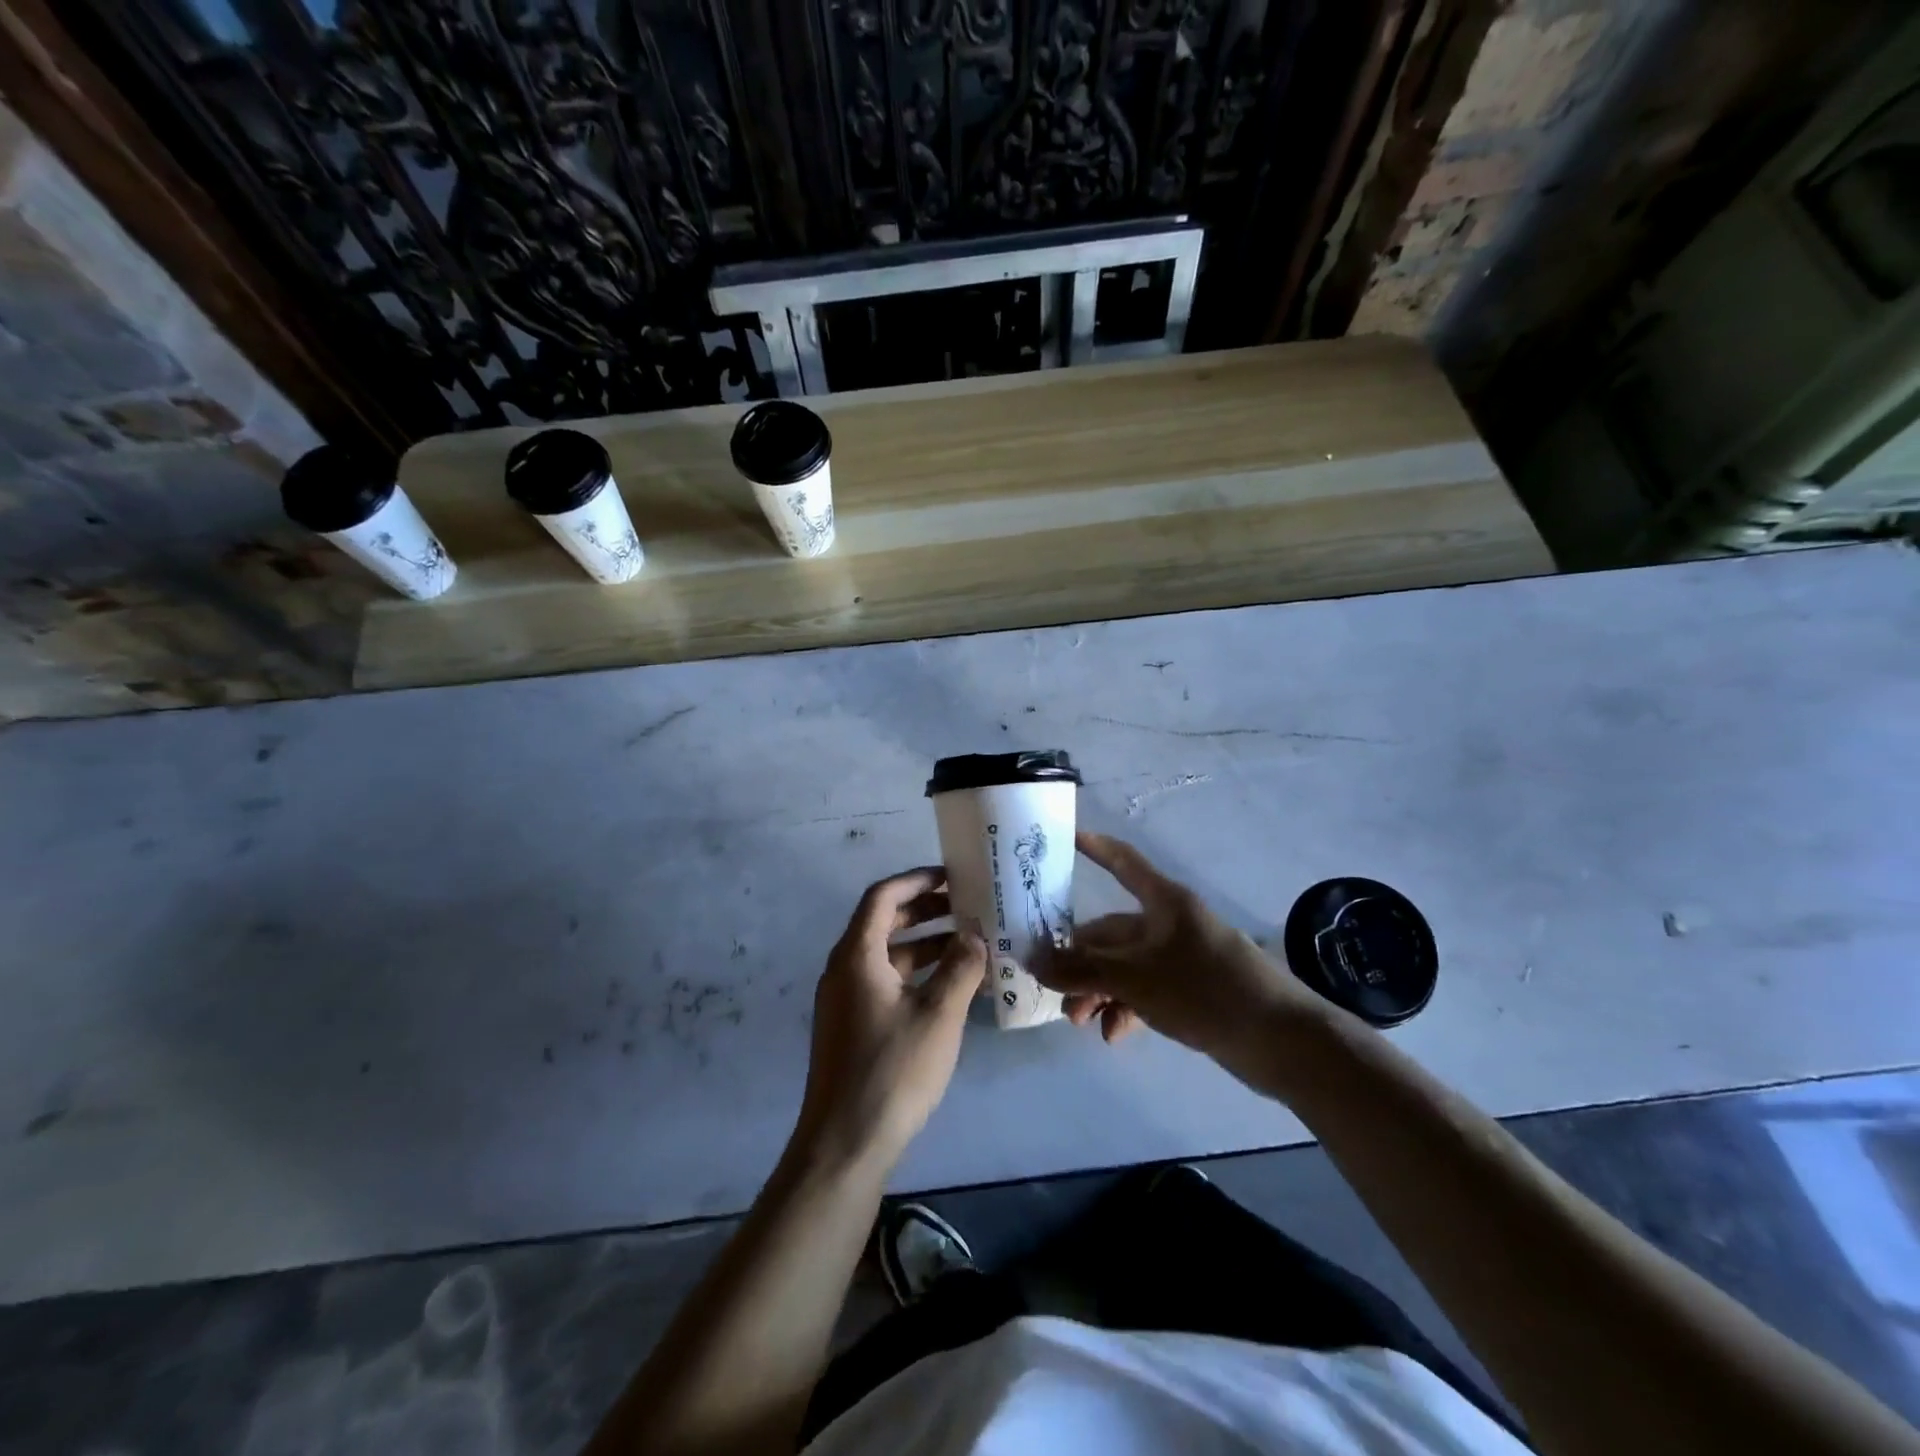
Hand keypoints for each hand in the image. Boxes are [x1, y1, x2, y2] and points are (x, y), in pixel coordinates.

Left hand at [795, 868, 986, 1171]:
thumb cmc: (893, 1071)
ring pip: (887, 955)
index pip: (882, 897)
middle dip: (926, 911)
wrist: (845, 1145)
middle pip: (884, 923)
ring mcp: (845, 1001)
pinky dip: (916, 976)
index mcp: (856, 956)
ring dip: (925, 946)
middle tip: (968, 908)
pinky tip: (951, 990)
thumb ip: (961, 968)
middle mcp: (844, 970)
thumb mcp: (938, 1015)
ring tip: (970, 947)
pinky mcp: (852, 1027)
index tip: (953, 878)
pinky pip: (885, 983)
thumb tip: (976, 935)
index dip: (917, 881)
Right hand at [1044, 832, 1318, 1060]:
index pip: (1123, 862)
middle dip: (1080, 959)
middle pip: (1112, 931)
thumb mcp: (1136, 978)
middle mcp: (1170, 923)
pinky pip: (1144, 991)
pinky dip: (1125, 1008)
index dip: (1095, 848)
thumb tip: (1033, 961)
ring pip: (1124, 966)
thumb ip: (1083, 970)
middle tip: (1053, 987)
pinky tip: (1114, 1035)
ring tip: (1079, 1021)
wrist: (1283, 1041)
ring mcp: (1181, 958)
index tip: (1064, 840)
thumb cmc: (1206, 989)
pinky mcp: (1191, 992)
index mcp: (1163, 902)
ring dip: (1098, 990)